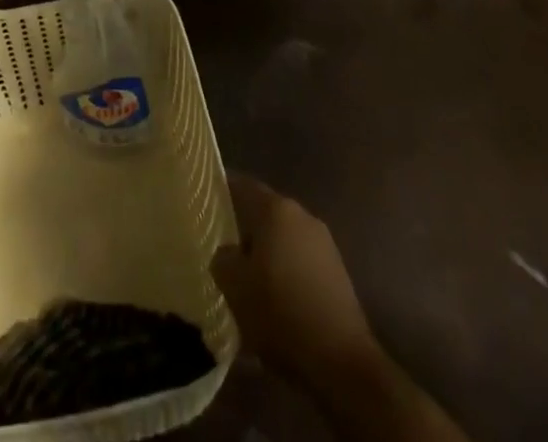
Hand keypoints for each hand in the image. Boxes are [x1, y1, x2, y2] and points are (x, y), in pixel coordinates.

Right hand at [211, 174, 377, 388]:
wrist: (341, 362)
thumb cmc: (281, 314)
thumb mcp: (235, 287)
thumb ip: (222, 258)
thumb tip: (226, 252)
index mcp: (276, 209)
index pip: (242, 186)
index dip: (222, 191)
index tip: (206, 202)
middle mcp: (302, 215)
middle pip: (265, 213)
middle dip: (245, 229)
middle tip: (223, 249)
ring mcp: (323, 243)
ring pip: (284, 239)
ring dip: (267, 254)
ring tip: (249, 280)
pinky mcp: (337, 272)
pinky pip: (301, 261)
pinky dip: (286, 273)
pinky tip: (276, 301)